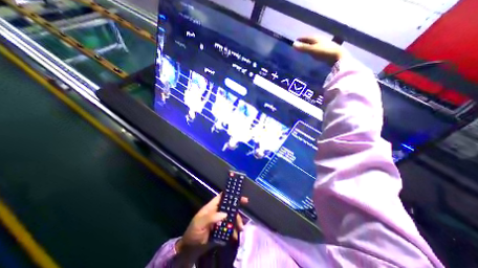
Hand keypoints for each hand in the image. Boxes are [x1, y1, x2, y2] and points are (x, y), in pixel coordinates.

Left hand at [175, 195, 249, 257]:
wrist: (189, 251)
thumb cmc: (193, 233)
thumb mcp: (199, 224)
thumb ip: (211, 217)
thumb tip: (225, 214)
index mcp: (211, 207)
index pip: (222, 197)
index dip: (230, 194)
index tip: (240, 195)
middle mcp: (217, 212)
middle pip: (229, 207)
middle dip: (237, 209)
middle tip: (245, 213)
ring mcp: (220, 221)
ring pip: (231, 218)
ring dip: (237, 222)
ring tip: (240, 229)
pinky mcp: (222, 230)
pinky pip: (230, 228)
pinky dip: (234, 231)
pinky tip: (235, 236)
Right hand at [293, 35, 344, 63]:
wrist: (338, 56)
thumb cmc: (324, 52)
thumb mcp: (312, 50)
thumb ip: (303, 48)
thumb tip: (293, 45)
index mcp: (316, 38)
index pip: (307, 37)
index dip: (301, 39)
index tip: (295, 41)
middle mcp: (321, 39)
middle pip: (311, 40)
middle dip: (305, 41)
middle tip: (300, 44)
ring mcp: (325, 44)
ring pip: (315, 43)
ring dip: (310, 45)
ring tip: (305, 48)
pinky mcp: (327, 50)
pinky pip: (318, 48)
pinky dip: (314, 49)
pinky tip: (313, 52)